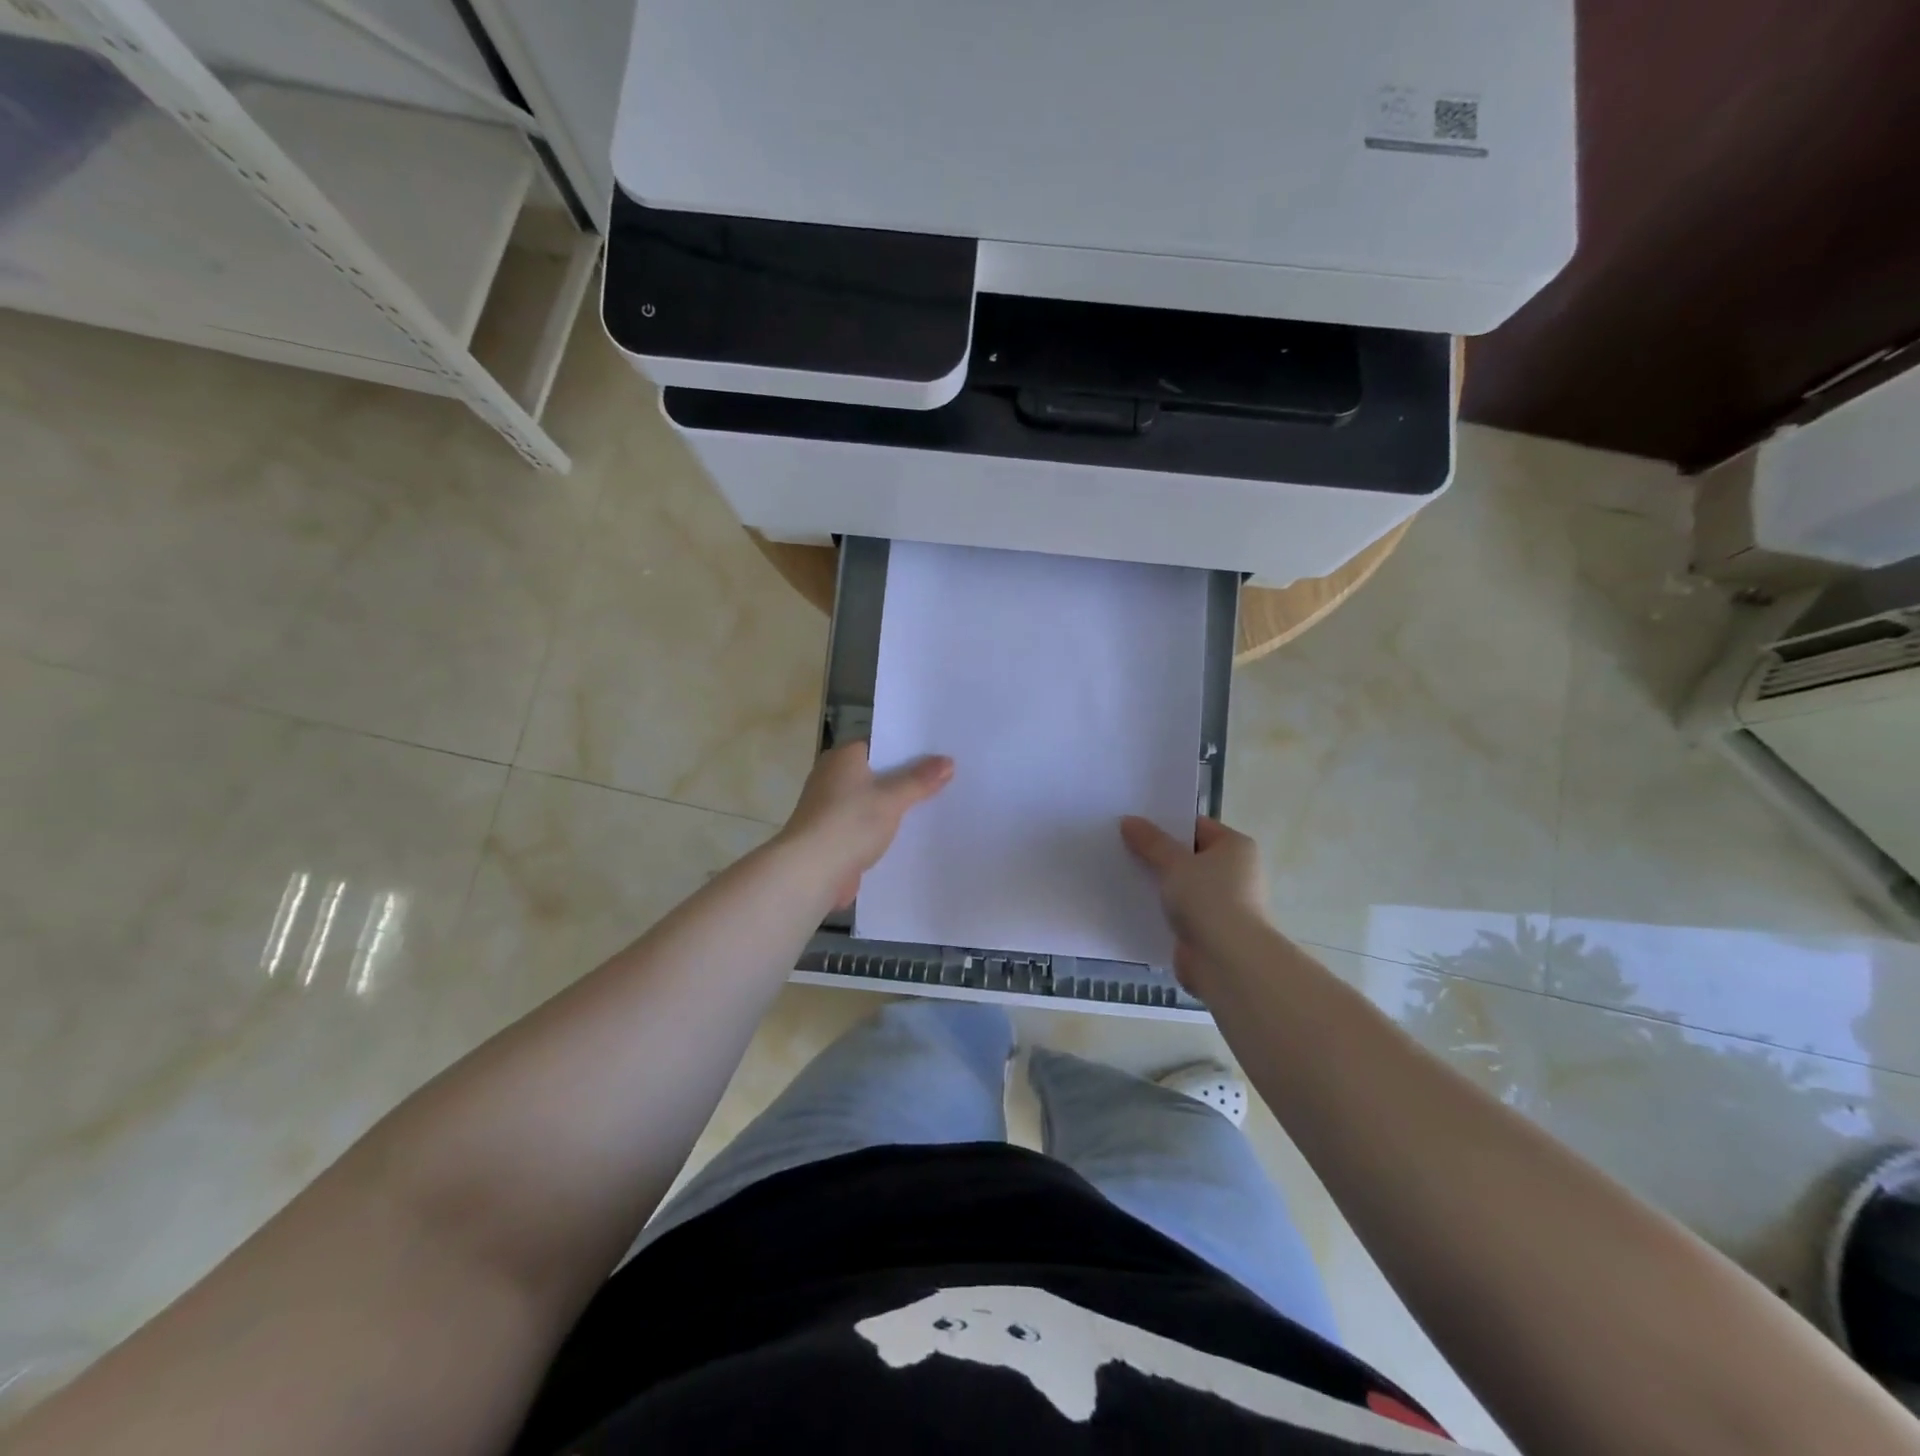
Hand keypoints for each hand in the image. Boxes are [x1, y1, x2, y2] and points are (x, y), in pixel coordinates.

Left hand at [779, 741, 953, 909]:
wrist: (810, 872)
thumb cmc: (849, 823)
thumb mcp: (892, 798)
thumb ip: (920, 780)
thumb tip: (948, 761)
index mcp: (843, 758)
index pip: (880, 745)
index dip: (909, 750)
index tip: (938, 755)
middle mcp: (832, 777)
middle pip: (877, 774)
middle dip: (905, 780)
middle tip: (945, 780)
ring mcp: (830, 808)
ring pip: (871, 802)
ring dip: (894, 808)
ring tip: (934, 808)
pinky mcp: (832, 836)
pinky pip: (865, 826)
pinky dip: (882, 830)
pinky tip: (908, 836)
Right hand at [1119, 815, 1268, 988]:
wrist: (1228, 962)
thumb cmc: (1209, 900)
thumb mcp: (1174, 863)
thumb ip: (1150, 842)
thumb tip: (1129, 821)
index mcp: (1235, 847)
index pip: (1196, 826)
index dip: (1165, 824)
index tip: (1133, 825)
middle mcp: (1234, 872)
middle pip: (1188, 856)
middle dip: (1157, 855)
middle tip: (1121, 847)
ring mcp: (1222, 904)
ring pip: (1181, 886)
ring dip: (1157, 884)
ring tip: (1121, 874)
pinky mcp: (1209, 930)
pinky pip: (1179, 912)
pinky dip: (1160, 910)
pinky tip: (1132, 905)